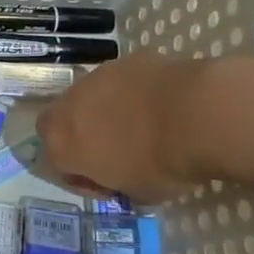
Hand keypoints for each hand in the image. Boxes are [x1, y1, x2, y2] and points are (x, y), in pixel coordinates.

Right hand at [35, 57, 211, 205]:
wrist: (197, 116)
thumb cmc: (163, 164)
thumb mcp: (138, 193)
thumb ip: (118, 182)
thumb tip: (124, 176)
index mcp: (61, 145)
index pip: (56, 164)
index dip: (82, 177)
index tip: (108, 184)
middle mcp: (67, 107)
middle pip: (58, 122)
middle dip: (78, 134)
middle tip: (111, 149)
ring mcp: (95, 78)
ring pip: (89, 96)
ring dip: (104, 110)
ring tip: (141, 124)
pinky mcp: (124, 60)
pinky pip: (121, 81)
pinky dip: (133, 92)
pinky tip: (161, 104)